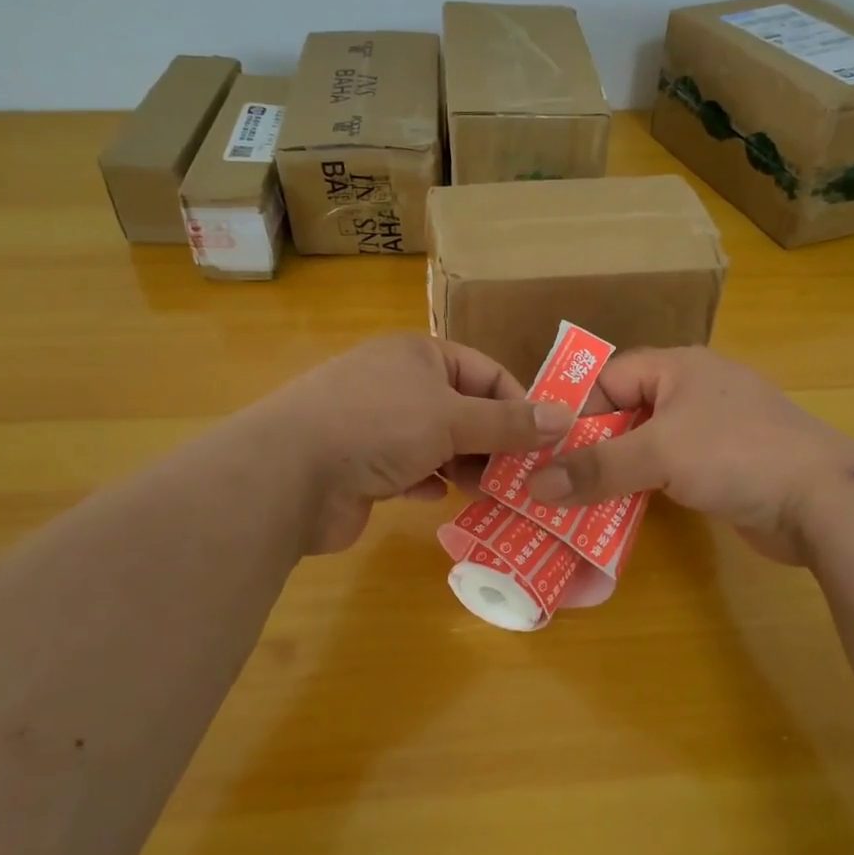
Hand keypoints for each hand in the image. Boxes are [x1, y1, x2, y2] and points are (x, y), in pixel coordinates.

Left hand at [255, 333, 573, 554]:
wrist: (287, 476)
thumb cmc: (377, 427)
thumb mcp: (452, 419)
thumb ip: (508, 422)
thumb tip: (566, 417)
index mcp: (419, 355)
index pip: (486, 373)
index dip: (519, 404)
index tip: (545, 443)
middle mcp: (398, 383)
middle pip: (464, 410)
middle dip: (494, 442)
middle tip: (524, 478)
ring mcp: (376, 425)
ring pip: (438, 443)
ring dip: (465, 466)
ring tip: (494, 494)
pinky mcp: (362, 465)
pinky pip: (410, 470)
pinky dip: (429, 483)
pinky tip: (440, 499)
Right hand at [525, 347, 853, 564]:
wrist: (822, 500)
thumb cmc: (736, 455)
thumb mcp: (658, 454)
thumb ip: (596, 468)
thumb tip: (535, 485)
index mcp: (678, 367)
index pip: (609, 376)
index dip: (576, 409)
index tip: (545, 448)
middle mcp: (694, 390)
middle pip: (626, 410)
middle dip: (591, 444)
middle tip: (553, 479)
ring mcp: (713, 429)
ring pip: (647, 443)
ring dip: (616, 470)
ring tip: (576, 501)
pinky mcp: (725, 465)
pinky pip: (671, 469)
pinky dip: (645, 487)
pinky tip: (621, 512)